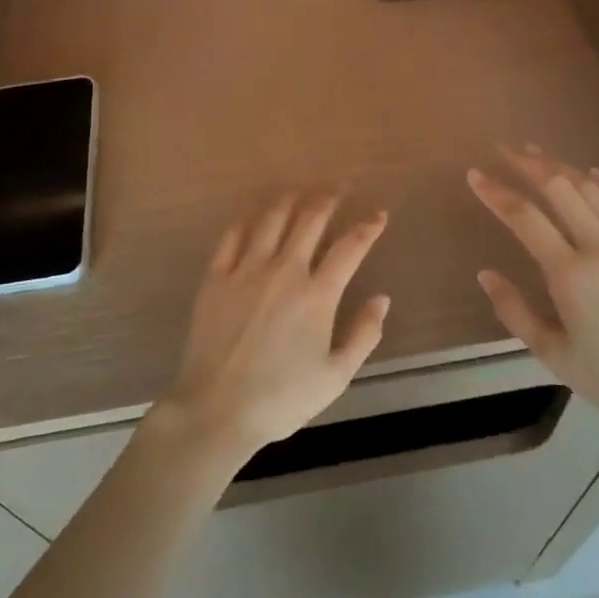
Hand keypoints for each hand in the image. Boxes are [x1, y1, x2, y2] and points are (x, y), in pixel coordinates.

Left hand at [155, 190, 390, 469]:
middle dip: (329, 197)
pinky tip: (256, 212)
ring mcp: (247, 270)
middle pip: (310, 219)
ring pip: (272, 218)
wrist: (217, 410)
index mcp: (318, 295)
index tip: (379, 214)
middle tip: (339, 187)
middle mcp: (284, 271)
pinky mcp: (216, 277)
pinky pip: (233, 234)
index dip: (369, 226)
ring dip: (290, 199)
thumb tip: (382, 299)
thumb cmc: (281, 399)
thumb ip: (364, 335)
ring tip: (301, 191)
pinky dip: (248, 217)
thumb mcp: (336, 376)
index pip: (351, 247)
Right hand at [467, 145, 598, 434]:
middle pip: (560, 189)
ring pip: (593, 190)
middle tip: (504, 151)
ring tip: (537, 154)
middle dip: (528, 165)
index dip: (496, 193)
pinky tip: (592, 173)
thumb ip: (515, 312)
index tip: (474, 175)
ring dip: (562, 167)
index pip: (525, 218)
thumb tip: (485, 274)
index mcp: (571, 275)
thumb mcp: (553, 355)